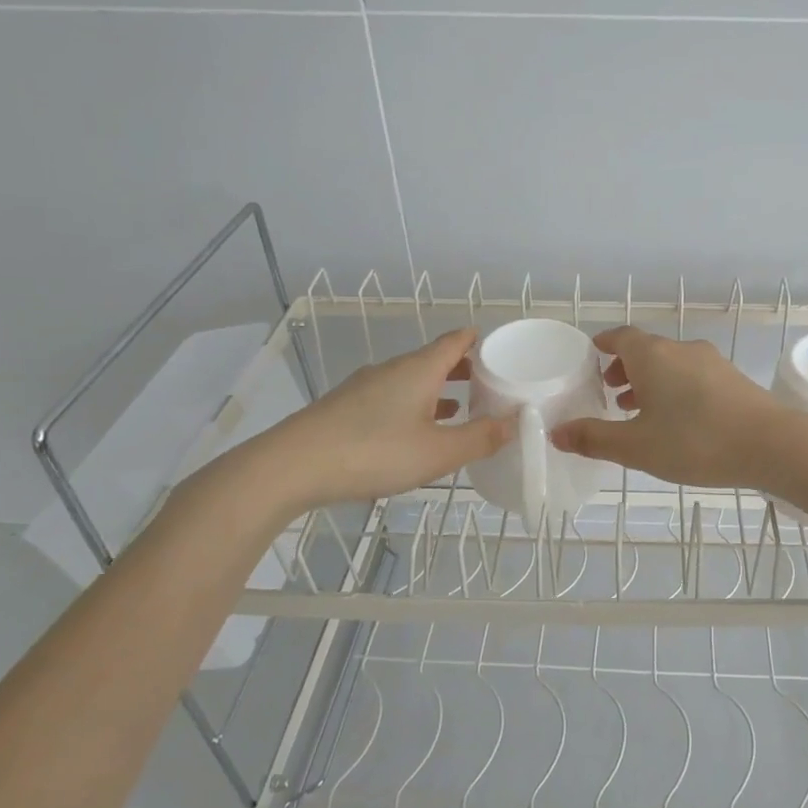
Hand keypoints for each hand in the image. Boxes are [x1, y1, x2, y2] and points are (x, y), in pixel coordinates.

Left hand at [243, 328, 513, 514]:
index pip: (455, 341)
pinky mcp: (346, 407)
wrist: (291, 466)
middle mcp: (392, 369)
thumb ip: (480, 438)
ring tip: (461, 408)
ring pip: (411, 379)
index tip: (500, 349)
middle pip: (434, 359)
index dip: (478, 340)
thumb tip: (516, 422)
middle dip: (463, 368)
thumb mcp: (437, 452)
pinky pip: (392, 397)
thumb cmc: (373, 452)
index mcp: (419, 369)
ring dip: (438, 389)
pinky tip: (416, 430)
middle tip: (489, 384)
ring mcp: (365, 387)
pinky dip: (414, 405)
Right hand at [550, 326, 795, 488]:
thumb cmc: (695, 442)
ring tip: (638, 410)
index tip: (591, 356)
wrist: (771, 444)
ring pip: (670, 363)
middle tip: (609, 392)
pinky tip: (677, 420)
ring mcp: (711, 362)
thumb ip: (594, 439)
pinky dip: (674, 388)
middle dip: (624, 367)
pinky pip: (692, 375)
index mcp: (653, 355)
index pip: (620, 336)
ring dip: (650, 380)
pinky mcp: (732, 379)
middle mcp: (681, 349)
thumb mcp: (636, 447)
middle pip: (646, 349)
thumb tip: (556, 432)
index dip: (603, 344)